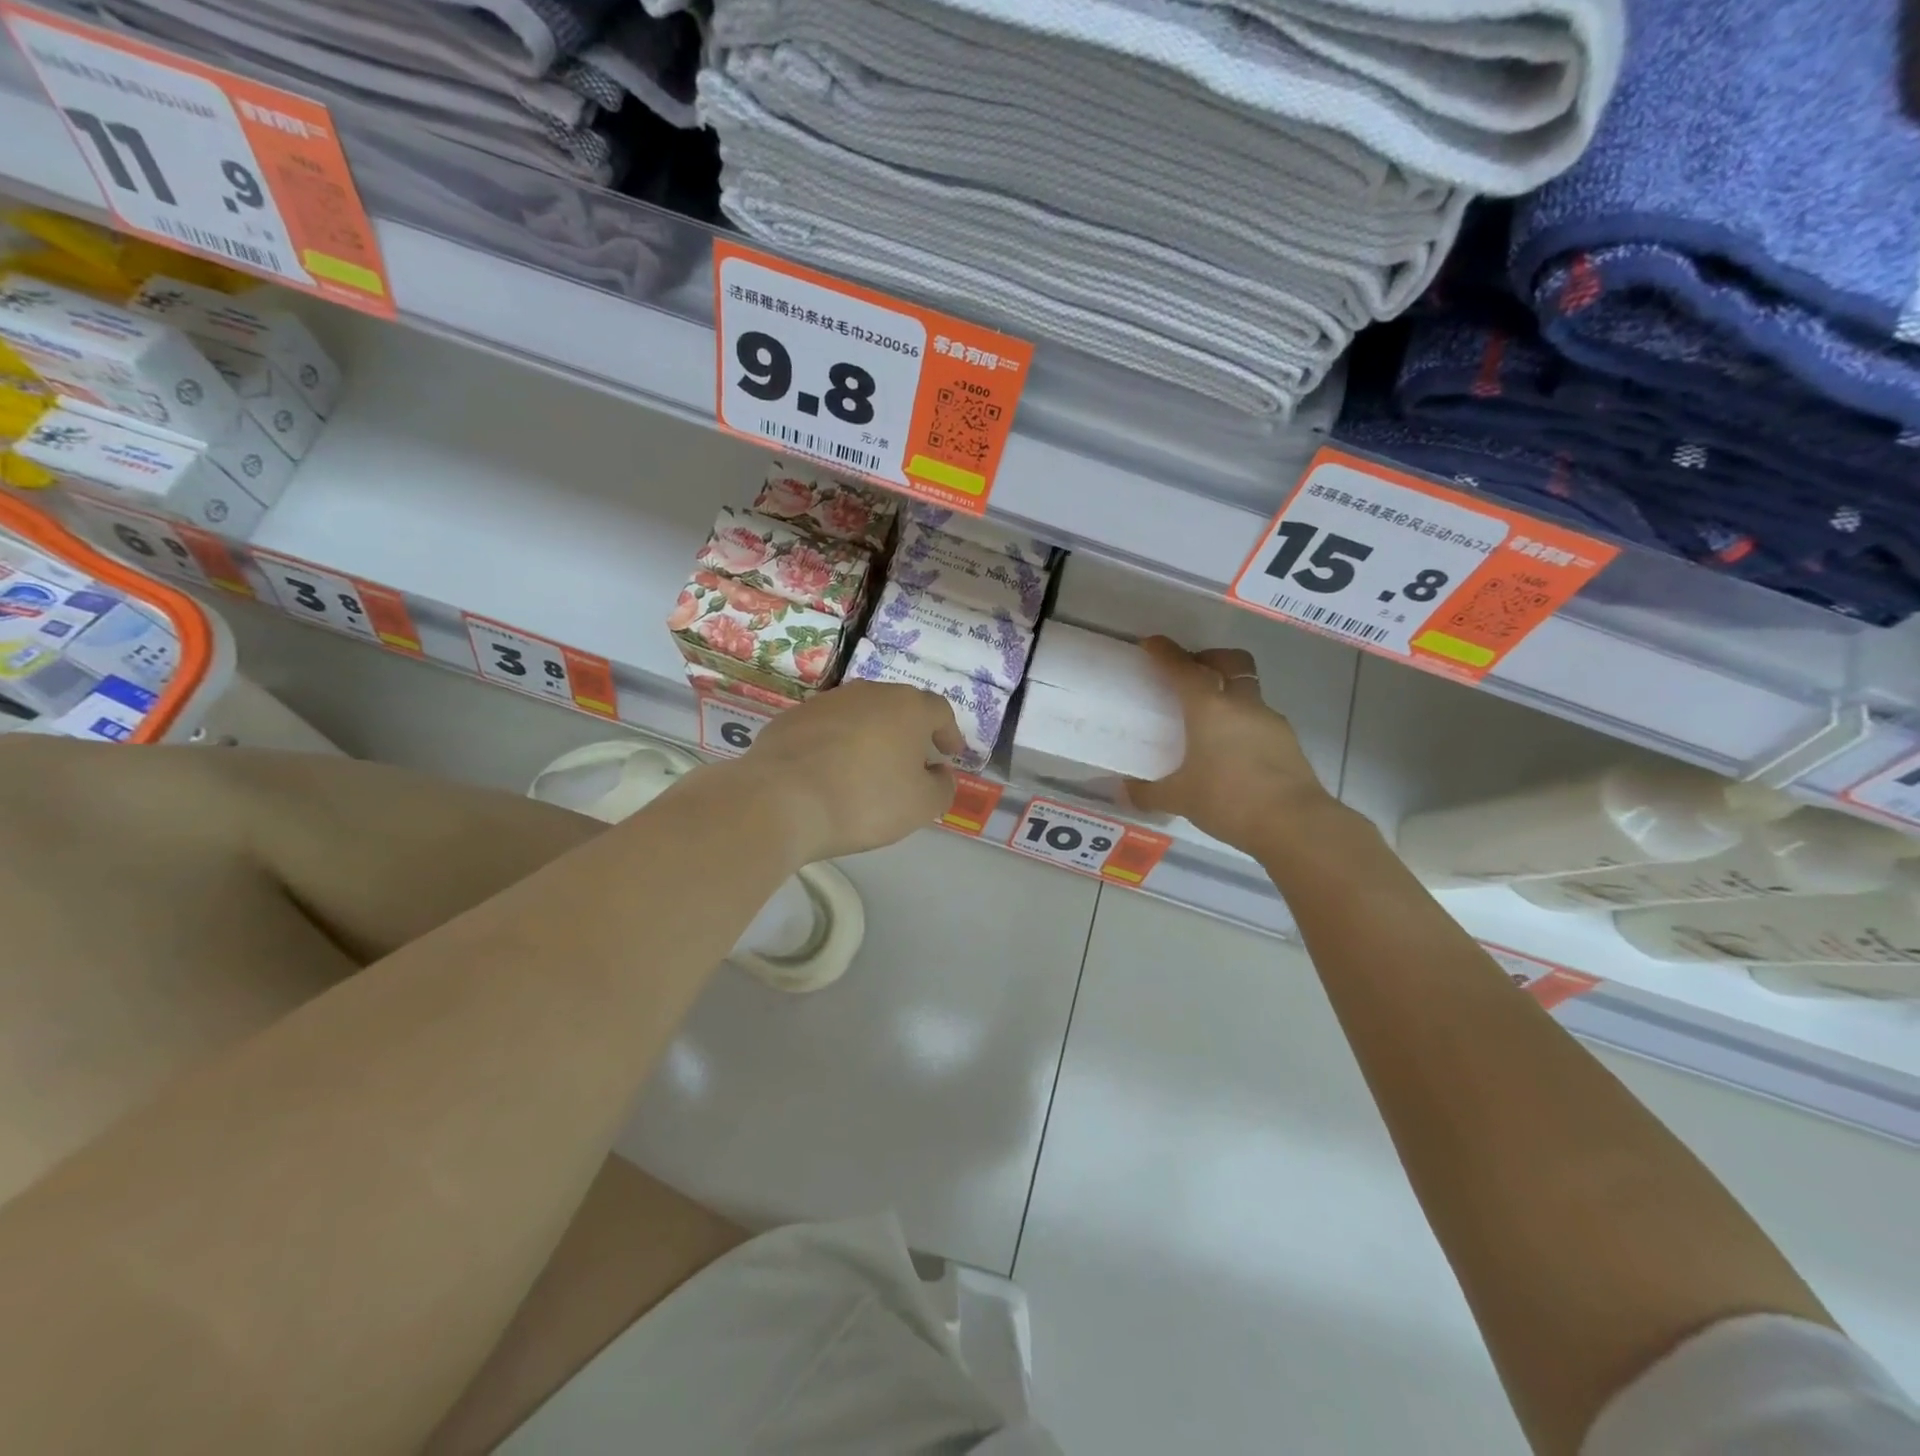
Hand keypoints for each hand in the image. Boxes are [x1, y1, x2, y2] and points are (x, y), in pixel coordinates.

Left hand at [744, 680, 962, 861]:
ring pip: (860, 715)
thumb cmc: (864, 800)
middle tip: (913, 760)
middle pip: (898, 707)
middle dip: (910, 732)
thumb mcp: (921, 806)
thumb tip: (939, 773)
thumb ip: (942, 787)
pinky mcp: (791, 718)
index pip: (939, 711)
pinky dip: (836, 745)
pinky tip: (830, 772)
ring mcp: (826, 702)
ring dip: (871, 736)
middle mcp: (868, 693)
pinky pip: (826, 729)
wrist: (779, 800)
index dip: (949, 732)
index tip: (950, 753)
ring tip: (870, 768)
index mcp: (907, 707)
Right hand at [1126, 636, 1343, 855]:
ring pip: (1248, 692)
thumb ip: (1148, 792)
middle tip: (1191, 671)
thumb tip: (1124, 791)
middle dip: (1210, 658)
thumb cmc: (1228, 800)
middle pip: (1231, 663)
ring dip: (1229, 694)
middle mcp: (1242, 705)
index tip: (1151, 644)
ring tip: (1209, 721)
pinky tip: (1232, 751)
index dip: (1165, 653)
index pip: (1183, 669)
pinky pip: (1260, 720)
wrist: (1294, 824)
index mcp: (1209, 708)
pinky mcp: (1288, 742)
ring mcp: (1270, 721)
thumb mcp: (1179, 799)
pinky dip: (1243, 724)